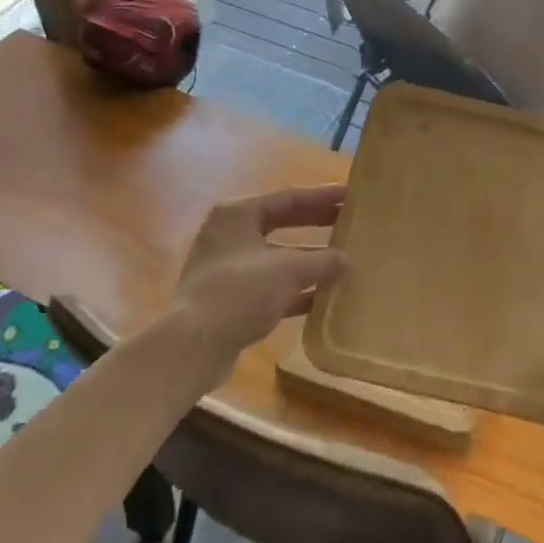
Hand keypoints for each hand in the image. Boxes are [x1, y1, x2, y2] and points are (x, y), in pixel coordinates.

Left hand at [170, 185, 346, 384]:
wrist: (193, 347)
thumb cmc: (240, 292)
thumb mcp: (289, 270)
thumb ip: (323, 261)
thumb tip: (347, 260)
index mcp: (238, 214)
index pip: (288, 198)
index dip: (322, 197)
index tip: (350, 196)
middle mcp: (229, 235)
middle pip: (282, 223)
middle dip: (316, 224)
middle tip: (349, 222)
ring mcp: (227, 268)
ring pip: (277, 256)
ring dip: (308, 259)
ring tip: (343, 259)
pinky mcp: (229, 298)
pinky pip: (270, 284)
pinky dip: (295, 288)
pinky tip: (322, 295)